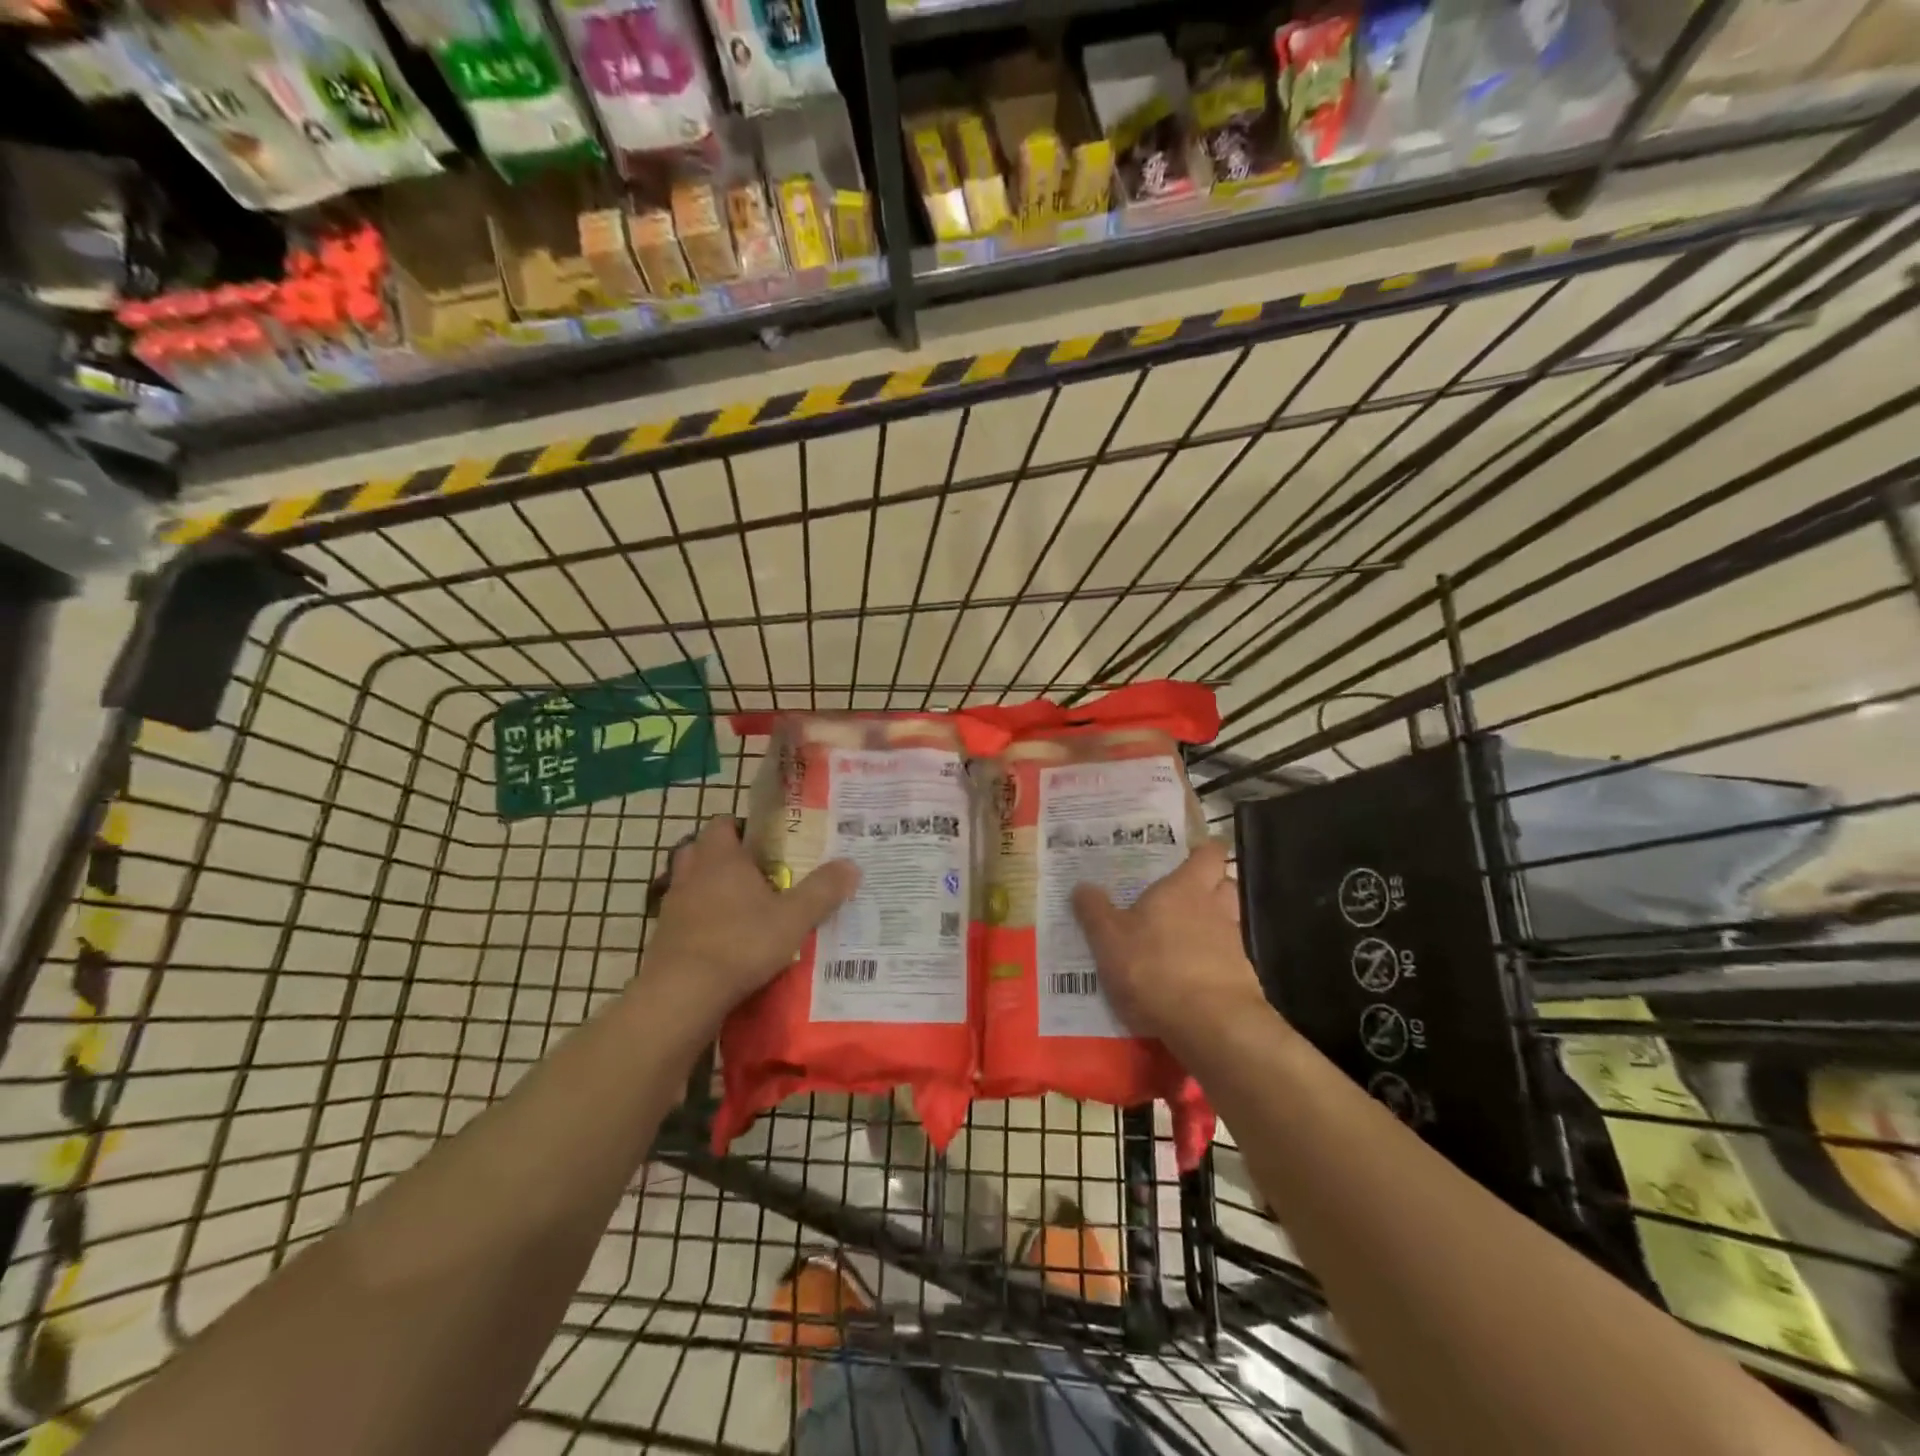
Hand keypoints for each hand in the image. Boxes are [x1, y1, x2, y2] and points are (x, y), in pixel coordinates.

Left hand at [642, 817, 858, 1022]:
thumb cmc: (741, 943)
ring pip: (690, 883)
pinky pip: (684, 916)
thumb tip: (852, 865)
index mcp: (722, 858)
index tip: (765, 841)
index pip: (723, 824)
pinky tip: (723, 939)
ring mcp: (673, 906)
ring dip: (709, 888)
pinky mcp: (663, 937)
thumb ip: (823, 890)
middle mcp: (692, 874)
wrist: (683, 994)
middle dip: (723, 856)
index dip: (741, 827)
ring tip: (740, 905)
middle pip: (701, 849)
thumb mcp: (794, 918)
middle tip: (754, 871)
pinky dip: (700, 920)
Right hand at [1071, 839, 1270, 1053]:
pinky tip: (1187, 980)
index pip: (1209, 854)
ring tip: (1178, 941)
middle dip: (1209, 887)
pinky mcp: (1241, 980)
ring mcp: (1233, 945)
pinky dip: (1210, 964)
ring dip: (1208, 927)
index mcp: (1186, 887)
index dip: (1202, 851)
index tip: (1187, 855)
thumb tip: (1082, 886)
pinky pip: (1225, 961)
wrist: (1211, 1024)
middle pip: (1224, 885)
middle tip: (1179, 897)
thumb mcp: (1109, 938)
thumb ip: (1095, 911)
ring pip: (1226, 923)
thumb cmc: (1155, 967)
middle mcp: (1216, 908)